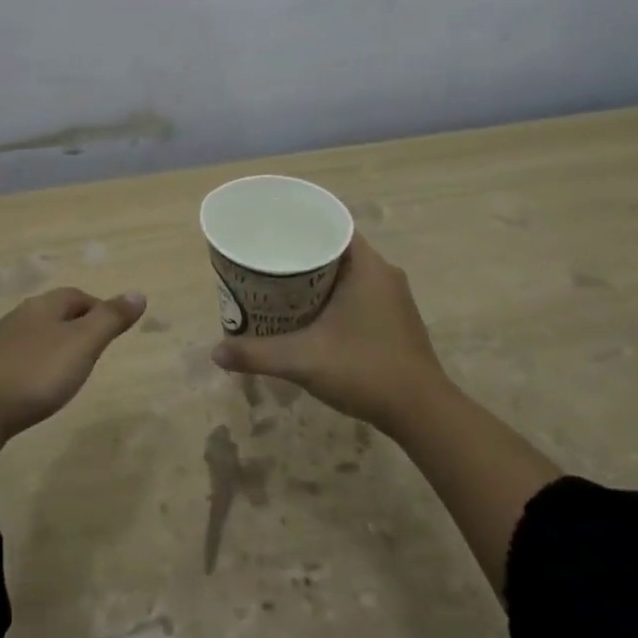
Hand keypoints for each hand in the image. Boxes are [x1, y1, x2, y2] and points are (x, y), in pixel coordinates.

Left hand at [0, 287, 146, 436]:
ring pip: (35, 338)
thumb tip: (138, 293)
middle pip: (54, 314)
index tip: (114, 329)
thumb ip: (110, 319)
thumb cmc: (35, 373)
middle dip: (77, 326)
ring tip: (70, 371)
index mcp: (42, 307)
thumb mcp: (82, 344)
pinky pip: (19, 362)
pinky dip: (36, 369)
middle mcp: (18, 319)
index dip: (98, 307)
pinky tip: (38, 389)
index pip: (75, 295)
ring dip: (55, 348)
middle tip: (96, 350)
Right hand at [211, 236, 445, 433]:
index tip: (272, 231)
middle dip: (301, 253)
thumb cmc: (365, 371)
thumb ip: (257, 354)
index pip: (332, 226)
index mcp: (368, 267)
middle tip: (266, 260)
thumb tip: (215, 352)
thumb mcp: (303, 360)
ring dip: (317, 277)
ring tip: (279, 285)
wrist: (422, 412)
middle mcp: (384, 274)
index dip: (301, 225)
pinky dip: (333, 295)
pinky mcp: (395, 319)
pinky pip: (358, 292)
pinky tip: (309, 314)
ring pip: (348, 273)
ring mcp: (393, 298)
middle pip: (336, 249)